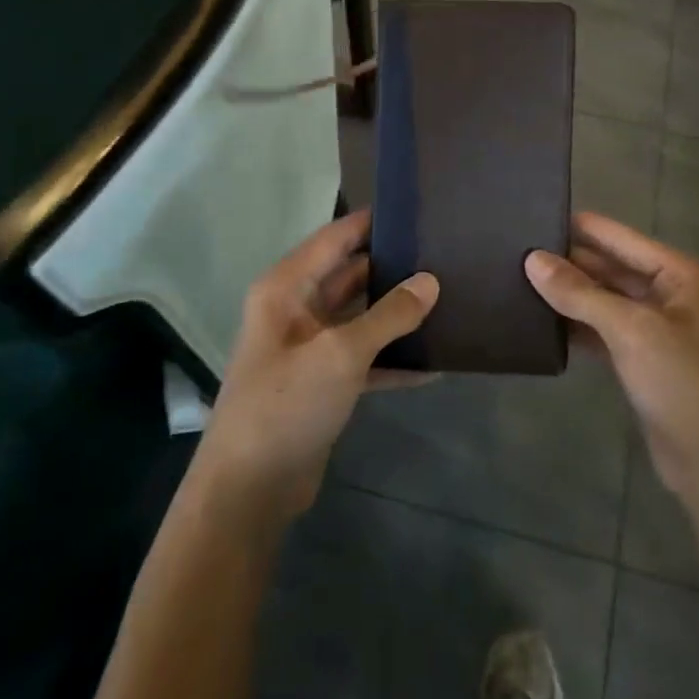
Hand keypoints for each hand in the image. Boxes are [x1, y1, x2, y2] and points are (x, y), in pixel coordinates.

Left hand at [192, 211, 437, 532]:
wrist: (249, 490)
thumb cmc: (286, 404)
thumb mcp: (341, 353)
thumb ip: (389, 315)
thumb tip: (431, 281)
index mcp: (287, 287)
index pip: (335, 238)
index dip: (372, 221)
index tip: (416, 208)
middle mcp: (296, 309)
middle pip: (350, 274)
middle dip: (392, 267)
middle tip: (444, 255)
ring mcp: (309, 347)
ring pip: (360, 316)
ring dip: (396, 313)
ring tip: (448, 298)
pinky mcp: (322, 382)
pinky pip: (363, 357)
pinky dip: (392, 358)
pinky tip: (434, 362)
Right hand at [525, 212, 698, 525]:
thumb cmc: (686, 385)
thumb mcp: (632, 331)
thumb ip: (580, 293)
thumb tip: (532, 259)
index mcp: (685, 275)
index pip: (622, 238)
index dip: (580, 227)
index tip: (533, 215)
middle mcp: (676, 296)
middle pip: (614, 268)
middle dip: (570, 262)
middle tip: (516, 251)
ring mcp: (663, 331)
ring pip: (608, 302)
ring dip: (571, 296)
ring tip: (518, 280)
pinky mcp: (648, 363)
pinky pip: (607, 332)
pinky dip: (580, 327)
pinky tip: (543, 322)